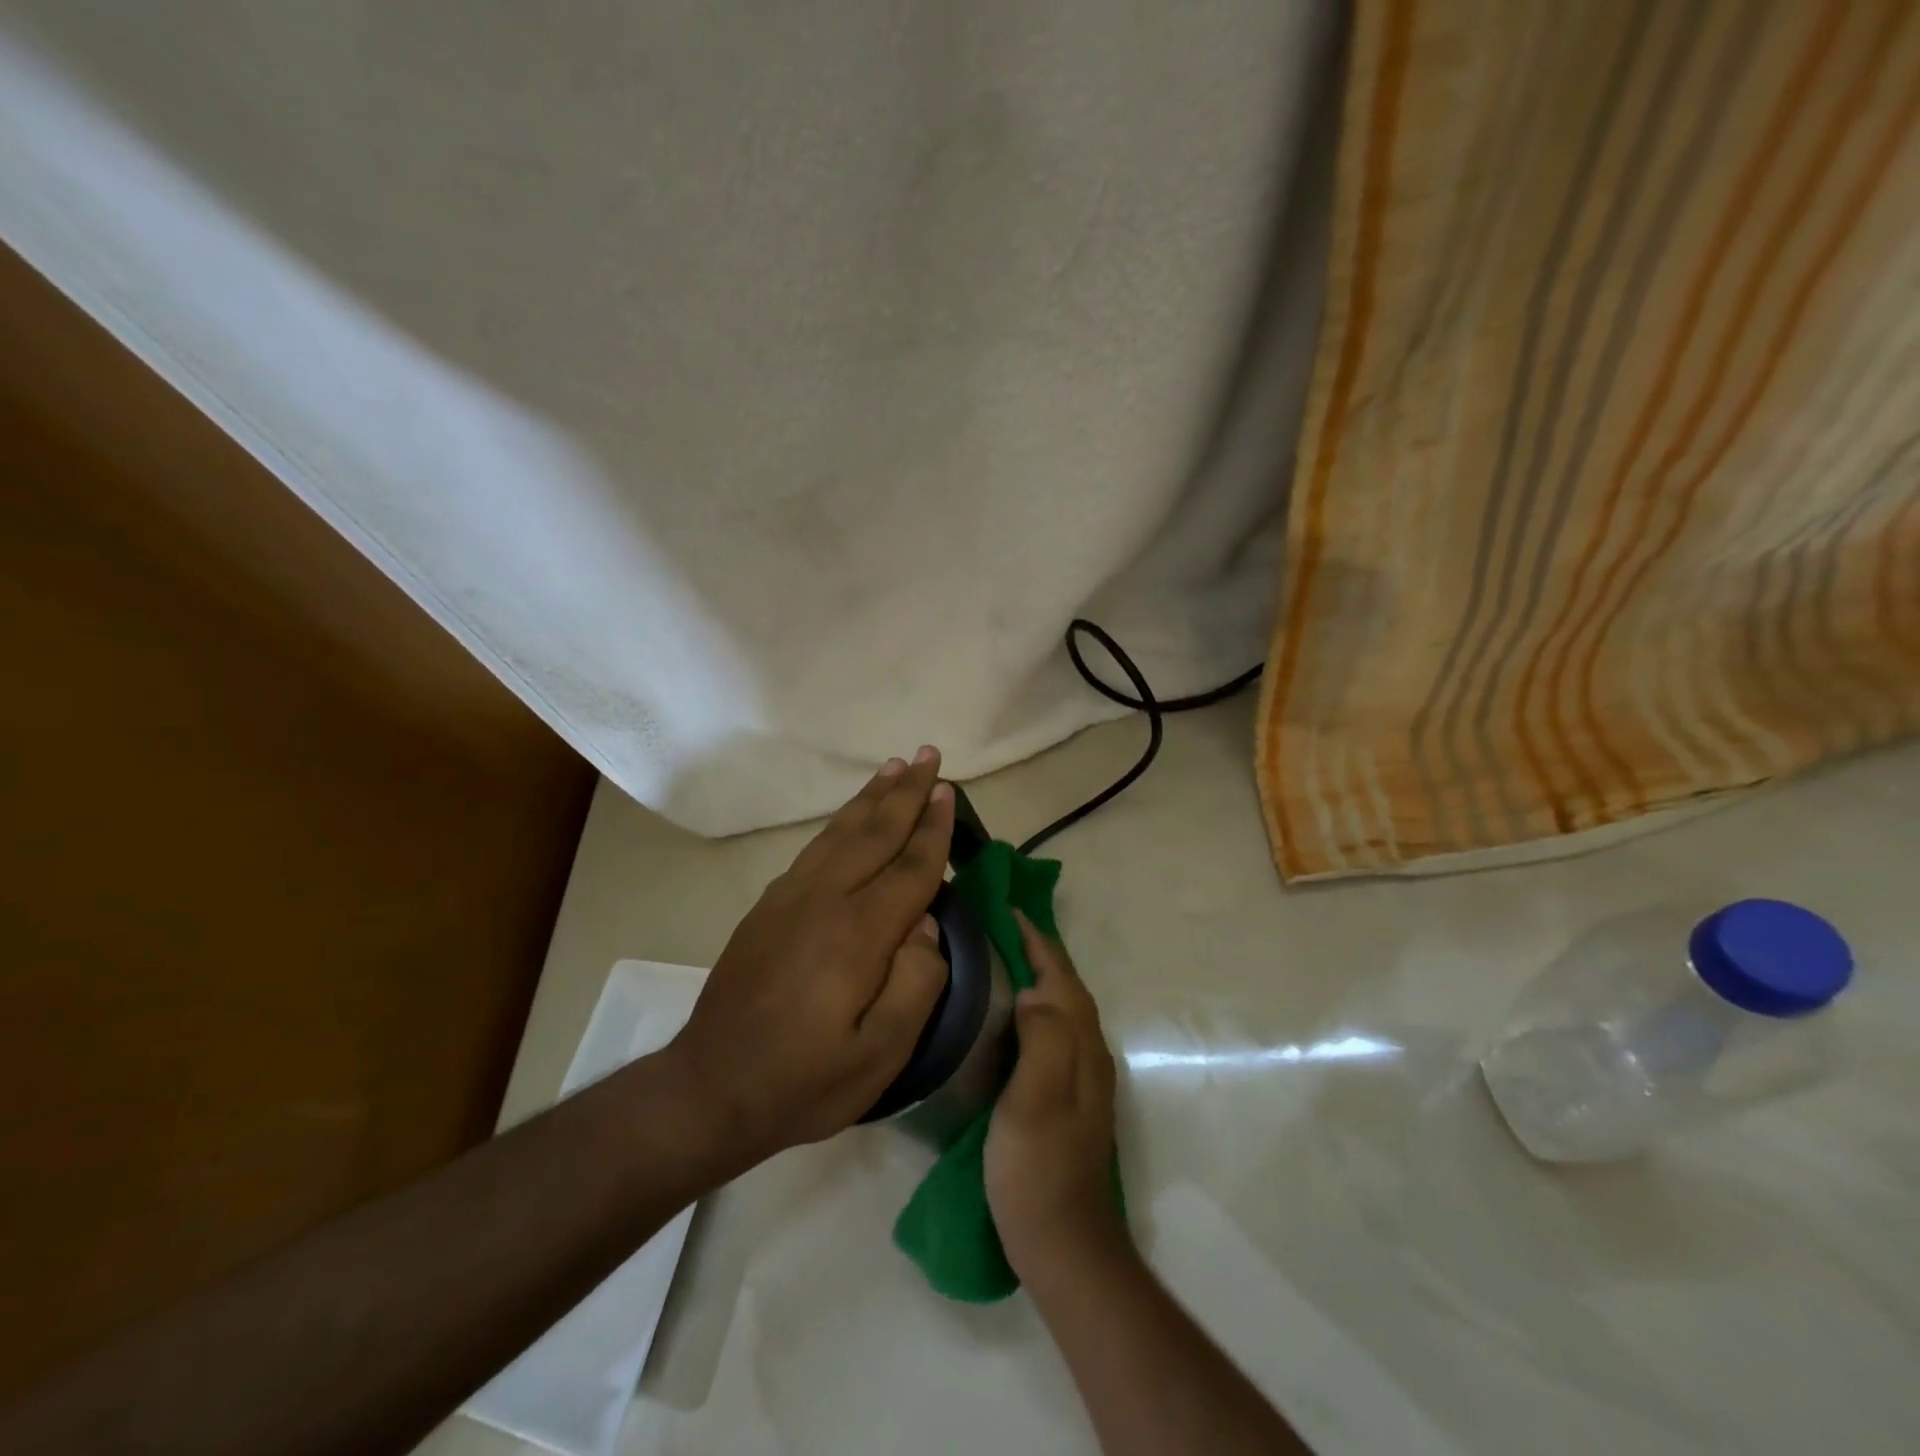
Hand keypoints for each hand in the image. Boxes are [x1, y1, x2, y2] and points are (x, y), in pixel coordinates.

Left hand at [665, 748, 954, 1164]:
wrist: (709, 1088)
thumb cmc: (804, 1081)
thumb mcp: (880, 1055)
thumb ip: (916, 984)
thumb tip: (927, 925)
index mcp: (857, 934)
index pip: (910, 868)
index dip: (934, 829)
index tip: (949, 792)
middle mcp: (824, 899)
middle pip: (875, 833)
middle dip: (906, 792)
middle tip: (929, 755)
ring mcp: (790, 898)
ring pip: (841, 832)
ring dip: (872, 797)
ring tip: (894, 766)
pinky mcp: (768, 906)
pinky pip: (815, 848)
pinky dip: (840, 822)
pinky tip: (850, 817)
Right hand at [985, 913, 1127, 1277]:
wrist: (1063, 1242)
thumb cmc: (1039, 1168)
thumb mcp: (1035, 1100)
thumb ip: (1044, 1038)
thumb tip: (1036, 992)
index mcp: (1081, 1046)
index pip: (1061, 977)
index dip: (1036, 941)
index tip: (1007, 910)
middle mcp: (1089, 1053)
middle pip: (1066, 987)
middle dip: (1038, 951)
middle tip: (999, 926)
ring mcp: (1082, 1077)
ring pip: (1061, 1009)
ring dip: (1038, 976)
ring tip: (1002, 958)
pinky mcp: (1069, 1096)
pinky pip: (1053, 1031)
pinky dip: (1035, 1007)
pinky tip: (1011, 1016)